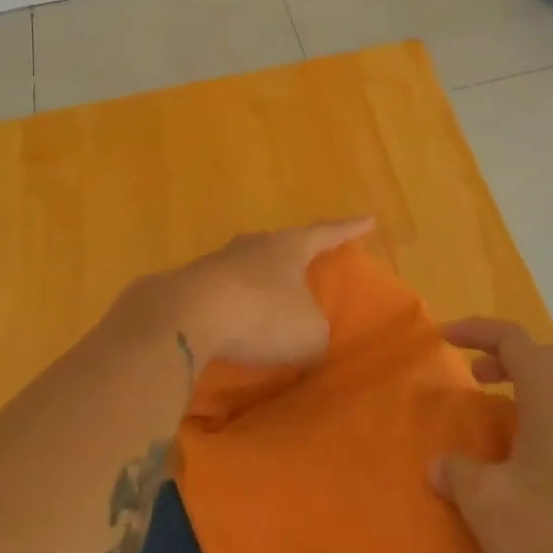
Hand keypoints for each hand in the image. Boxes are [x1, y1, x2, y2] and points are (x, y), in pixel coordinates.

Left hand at [145, 218, 373, 370]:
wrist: (184, 316)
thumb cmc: (261, 315)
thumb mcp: (308, 333)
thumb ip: (315, 331)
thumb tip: (306, 334)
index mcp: (288, 247)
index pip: (327, 233)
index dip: (349, 229)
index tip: (368, 218)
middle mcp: (253, 246)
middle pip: (281, 246)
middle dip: (296, 257)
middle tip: (308, 266)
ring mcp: (217, 263)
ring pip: (248, 269)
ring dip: (260, 287)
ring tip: (269, 306)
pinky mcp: (189, 286)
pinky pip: (222, 296)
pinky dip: (233, 311)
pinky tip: (234, 329)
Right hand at [431, 319, 552, 552]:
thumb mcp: (488, 503)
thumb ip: (457, 474)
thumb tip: (441, 465)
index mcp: (551, 396)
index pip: (512, 339)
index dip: (476, 330)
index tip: (445, 338)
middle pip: (540, 357)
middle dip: (502, 356)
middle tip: (473, 375)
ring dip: (521, 388)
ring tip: (492, 417)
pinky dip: (537, 417)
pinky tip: (520, 460)